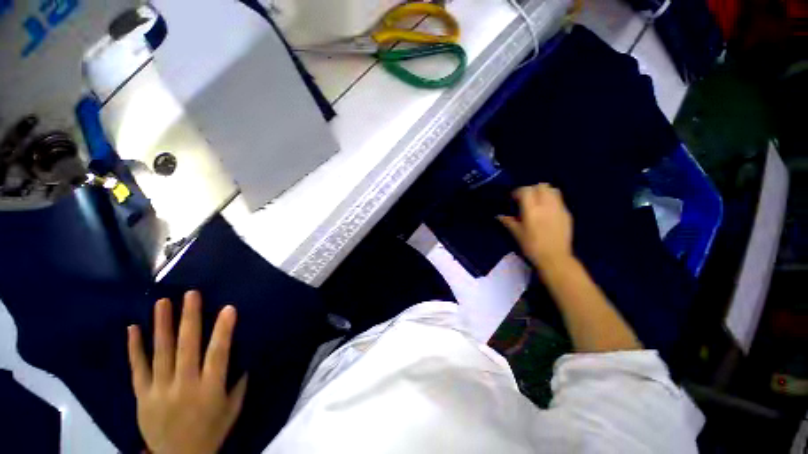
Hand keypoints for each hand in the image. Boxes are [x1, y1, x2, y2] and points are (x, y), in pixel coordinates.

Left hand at [128, 291, 246, 453]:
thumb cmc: (211, 431)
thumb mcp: (233, 409)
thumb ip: (238, 382)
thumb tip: (243, 355)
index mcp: (210, 389)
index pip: (218, 354)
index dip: (223, 331)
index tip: (228, 308)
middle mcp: (184, 386)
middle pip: (186, 348)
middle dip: (189, 319)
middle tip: (190, 294)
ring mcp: (159, 391)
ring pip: (159, 353)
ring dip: (161, 326)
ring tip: (162, 302)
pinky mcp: (142, 396)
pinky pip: (137, 369)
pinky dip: (134, 348)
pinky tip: (132, 328)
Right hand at [499, 183, 572, 270]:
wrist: (555, 258)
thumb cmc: (532, 246)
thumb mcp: (517, 234)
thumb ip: (508, 222)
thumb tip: (499, 216)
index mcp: (532, 209)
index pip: (526, 190)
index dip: (518, 192)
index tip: (513, 199)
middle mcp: (547, 205)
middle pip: (541, 186)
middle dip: (532, 189)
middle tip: (526, 199)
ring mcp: (559, 208)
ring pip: (553, 190)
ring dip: (544, 193)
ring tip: (538, 203)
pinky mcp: (567, 214)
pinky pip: (559, 200)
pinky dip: (552, 201)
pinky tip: (547, 212)